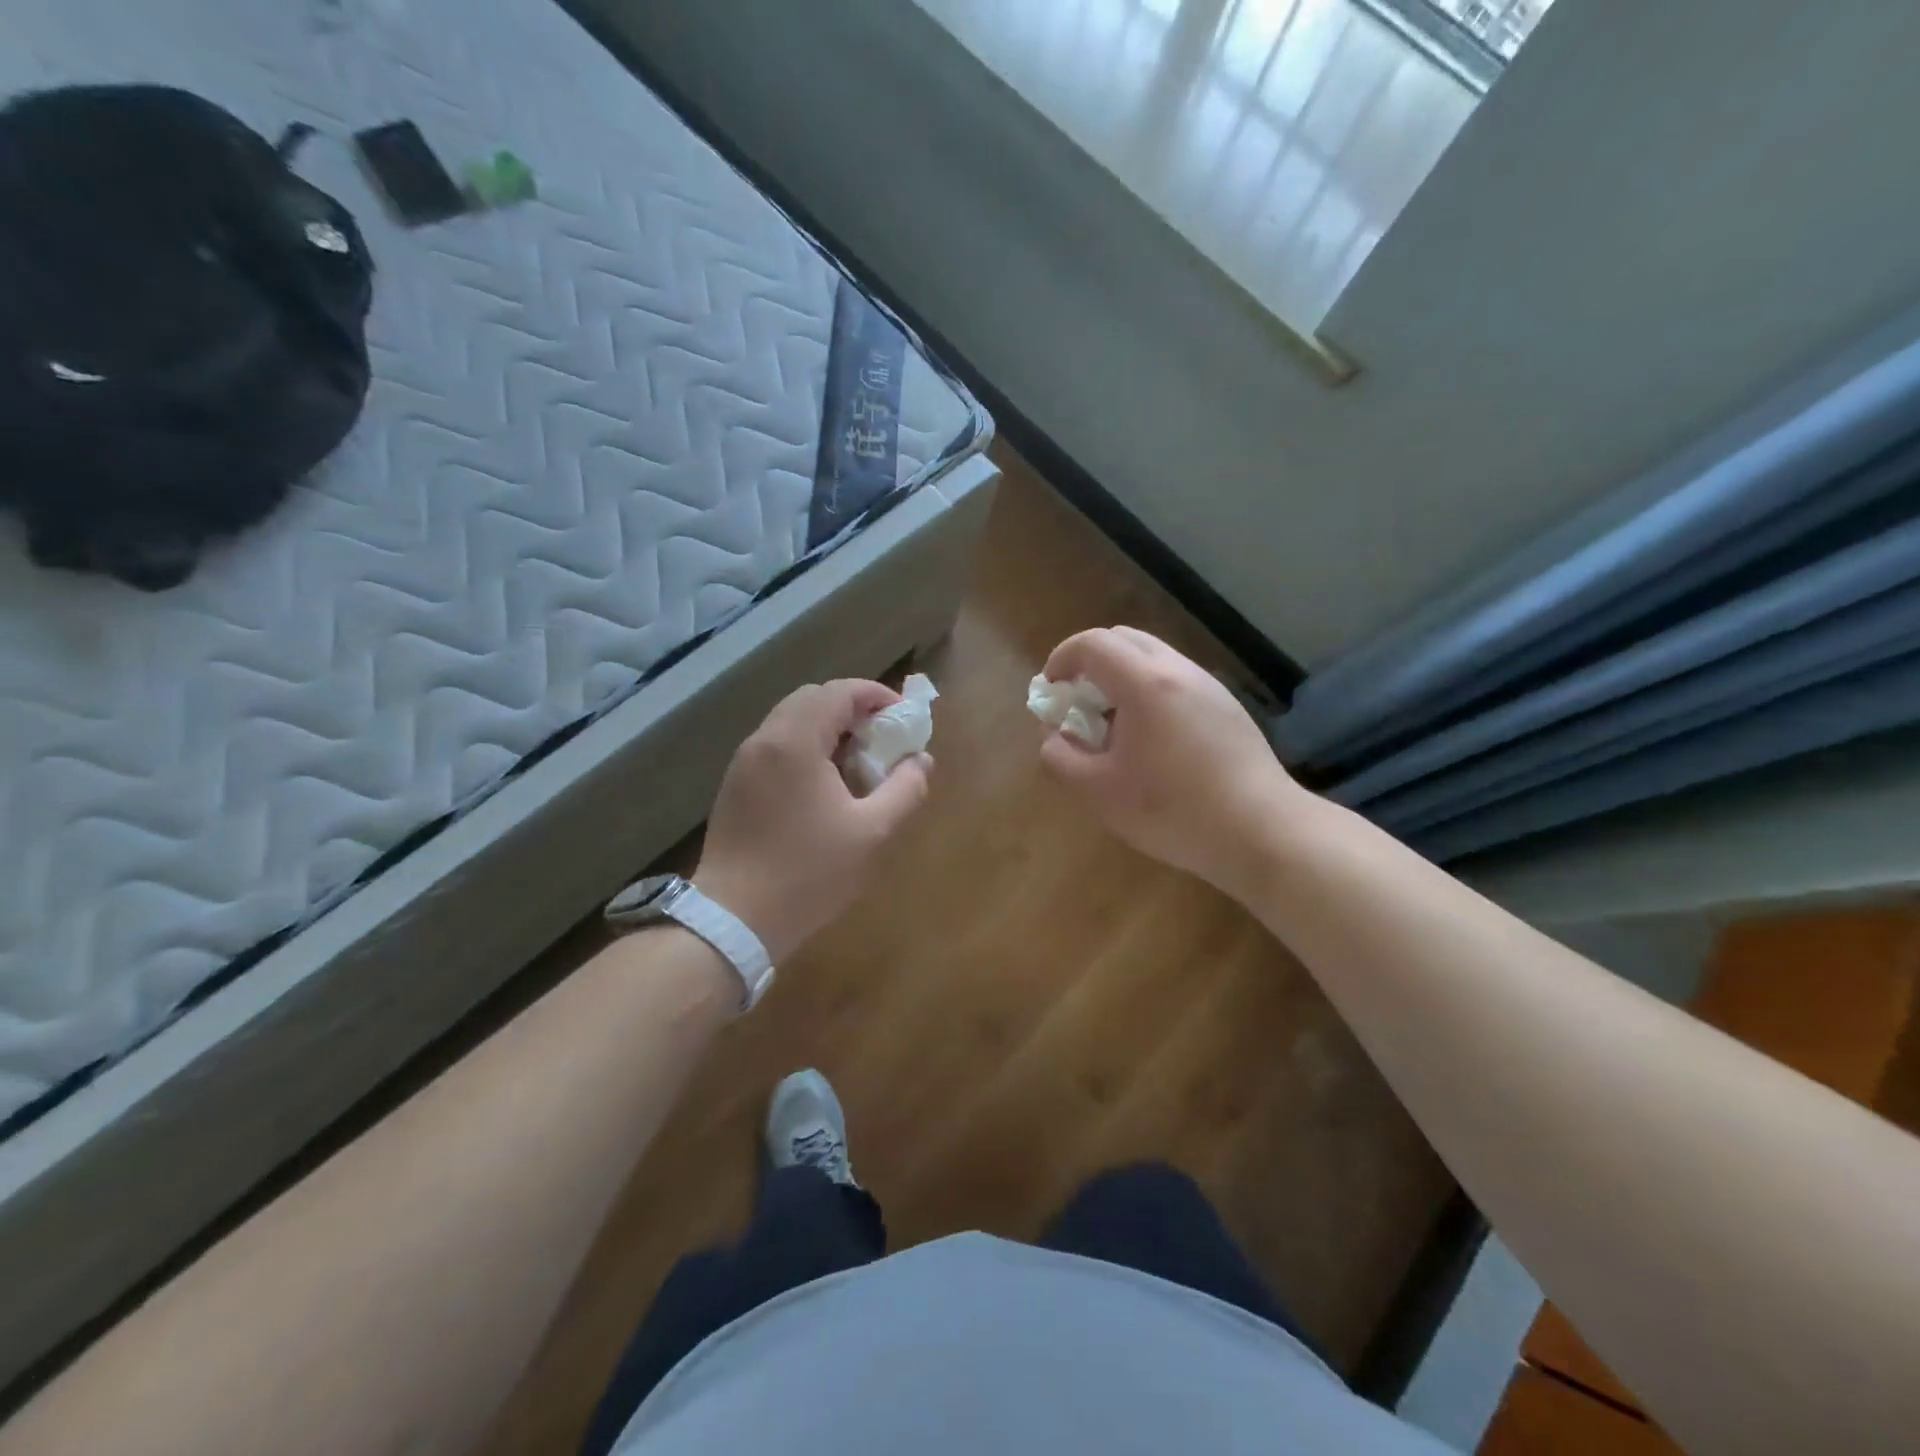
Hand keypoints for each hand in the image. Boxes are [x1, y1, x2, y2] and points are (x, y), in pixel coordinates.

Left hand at [694, 679, 931, 962]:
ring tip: (858, 762)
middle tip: (882, 738)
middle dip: (853, 709)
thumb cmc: (808, 873)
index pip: (839, 691)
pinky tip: (824, 785)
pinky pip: (776, 746)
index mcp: (795, 741)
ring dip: (828, 728)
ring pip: (791, 721)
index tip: (904, 718)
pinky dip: (805, 747)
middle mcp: (764, 739)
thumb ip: (905, 789)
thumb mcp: (872, 833)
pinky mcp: (735, 785)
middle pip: (812, 699)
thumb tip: (921, 760)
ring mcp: (744, 762)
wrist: (733, 919)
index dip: (877, 695)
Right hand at [1038, 627, 1301, 899]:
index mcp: (1145, 683)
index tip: (1050, 691)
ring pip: (1152, 658)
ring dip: (1120, 678)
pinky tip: (1150, 741)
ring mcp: (1208, 686)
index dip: (1061, 659)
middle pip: (1123, 639)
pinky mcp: (1227, 707)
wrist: (1262, 831)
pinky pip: (1175, 680)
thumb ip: (1060, 758)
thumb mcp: (1099, 793)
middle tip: (1077, 704)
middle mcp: (1178, 671)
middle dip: (1089, 663)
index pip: (1092, 644)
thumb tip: (1053, 736)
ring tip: (1111, 726)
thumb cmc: (1173, 811)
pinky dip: (1148, 692)